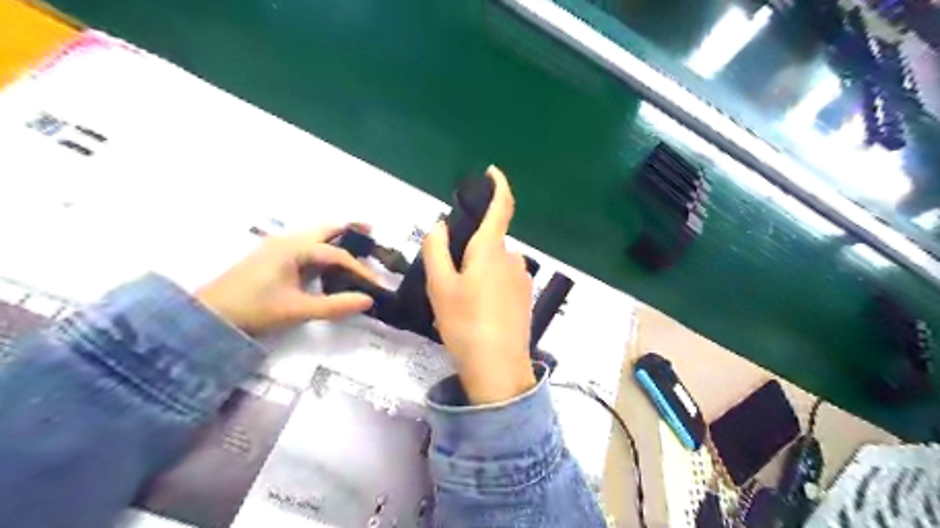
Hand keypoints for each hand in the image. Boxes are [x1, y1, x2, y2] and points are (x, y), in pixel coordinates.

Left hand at [195, 225, 376, 333]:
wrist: (208, 315)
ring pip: (314, 236)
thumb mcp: (297, 310)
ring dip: (336, 238)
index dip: (360, 269)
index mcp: (294, 249)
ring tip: (356, 244)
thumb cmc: (253, 309)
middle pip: (325, 229)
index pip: (337, 255)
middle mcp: (287, 241)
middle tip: (371, 230)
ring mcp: (277, 247)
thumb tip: (368, 300)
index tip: (376, 284)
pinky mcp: (272, 257)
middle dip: (349, 228)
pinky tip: (329, 261)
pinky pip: (305, 246)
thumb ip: (335, 305)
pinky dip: (323, 248)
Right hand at [425, 166, 535, 403]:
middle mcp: (512, 258)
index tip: (492, 172)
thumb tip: (441, 226)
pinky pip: (504, 279)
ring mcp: (522, 278)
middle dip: (471, 250)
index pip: (501, 207)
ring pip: (495, 262)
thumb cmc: (464, 322)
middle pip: (490, 241)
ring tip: (462, 301)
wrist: (497, 366)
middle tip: (450, 278)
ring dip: (479, 270)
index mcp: (491, 249)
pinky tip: (479, 311)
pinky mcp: (526, 296)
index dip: (499, 185)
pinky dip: (490, 284)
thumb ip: (436, 249)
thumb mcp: (439, 285)